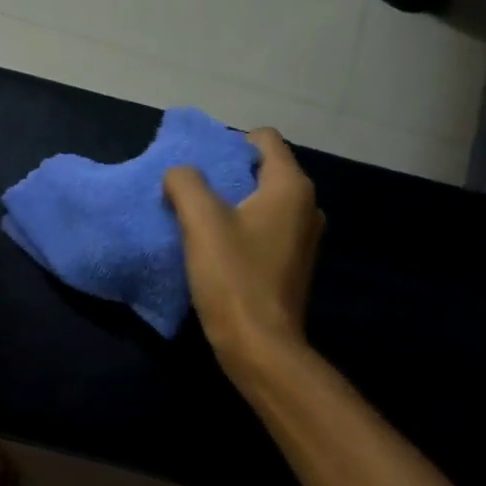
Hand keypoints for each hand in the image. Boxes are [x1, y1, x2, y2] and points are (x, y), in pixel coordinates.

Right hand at [164, 129, 323, 368]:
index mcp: (290, 188)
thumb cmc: (233, 277)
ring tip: (198, 220)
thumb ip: (185, 184)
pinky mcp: (292, 264)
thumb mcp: (200, 222)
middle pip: (262, 170)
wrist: (259, 345)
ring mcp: (303, 238)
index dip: (228, 143)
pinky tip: (215, 249)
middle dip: (226, 175)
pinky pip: (264, 230)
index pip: (264, 139)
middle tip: (190, 192)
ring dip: (231, 205)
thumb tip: (179, 173)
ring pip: (262, 202)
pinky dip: (241, 229)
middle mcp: (306, 206)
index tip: (198, 165)